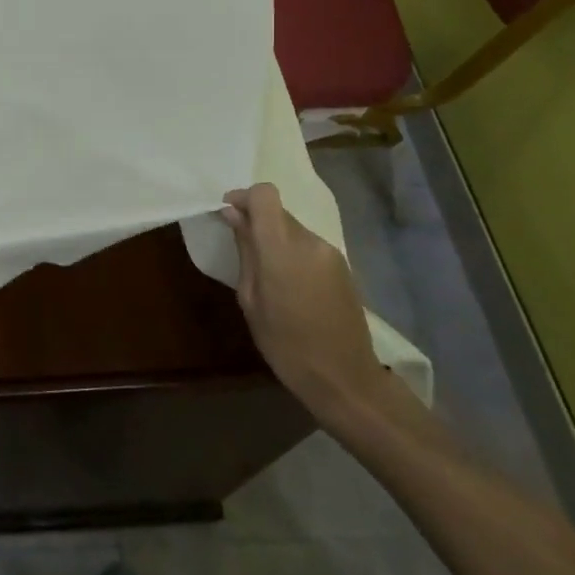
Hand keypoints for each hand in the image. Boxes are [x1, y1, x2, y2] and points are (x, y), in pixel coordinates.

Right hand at [221, 183, 386, 422]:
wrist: (345, 379)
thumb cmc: (286, 345)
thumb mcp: (251, 300)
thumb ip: (245, 252)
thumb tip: (234, 217)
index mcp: (281, 248)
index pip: (264, 195)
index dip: (244, 197)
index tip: (229, 213)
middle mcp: (309, 241)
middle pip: (278, 212)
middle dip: (258, 222)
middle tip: (243, 249)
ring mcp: (330, 253)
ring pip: (294, 229)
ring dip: (277, 240)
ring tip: (268, 276)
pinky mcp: (343, 266)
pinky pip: (309, 247)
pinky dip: (294, 254)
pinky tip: (292, 287)